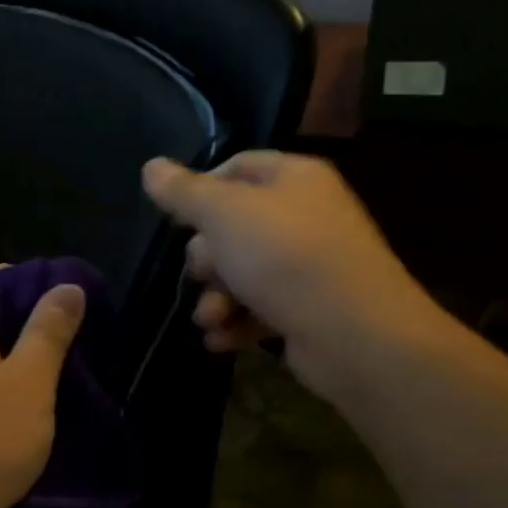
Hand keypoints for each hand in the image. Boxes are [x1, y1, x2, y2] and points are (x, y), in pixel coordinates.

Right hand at [142, 151, 448, 406]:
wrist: (357, 336)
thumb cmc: (286, 258)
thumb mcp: (224, 215)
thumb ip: (184, 192)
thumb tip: (151, 167)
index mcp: (294, 178)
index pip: (237, 167)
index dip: (200, 189)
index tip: (176, 220)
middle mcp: (306, 215)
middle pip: (235, 225)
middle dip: (207, 257)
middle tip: (199, 276)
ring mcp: (311, 265)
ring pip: (245, 272)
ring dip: (218, 297)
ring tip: (210, 319)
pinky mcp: (310, 309)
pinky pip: (263, 307)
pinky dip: (239, 322)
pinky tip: (221, 340)